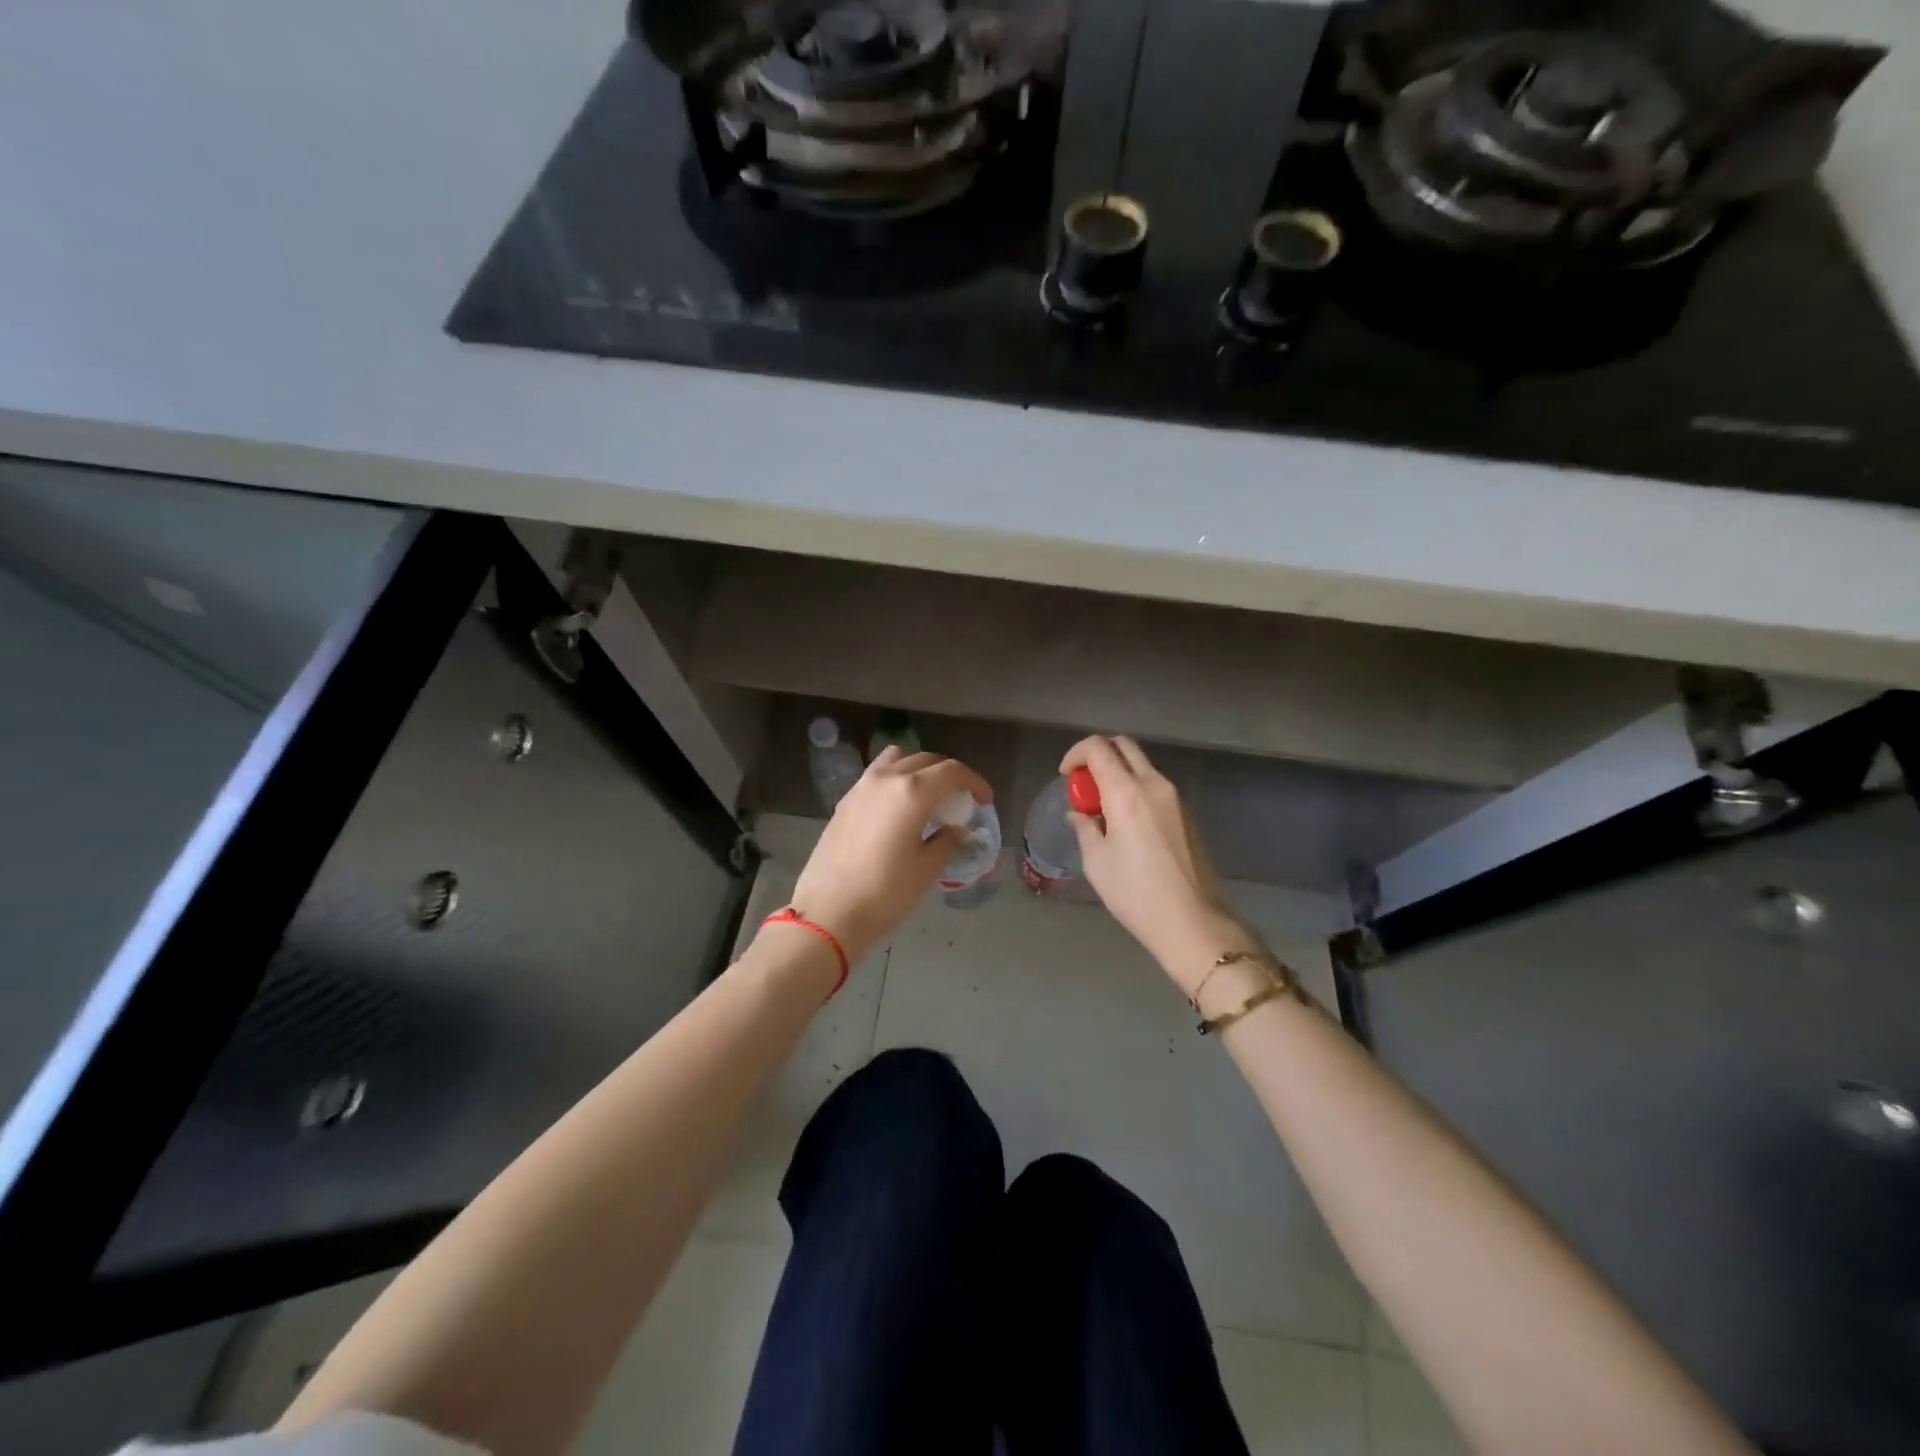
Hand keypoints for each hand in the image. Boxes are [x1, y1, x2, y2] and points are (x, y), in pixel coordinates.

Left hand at [785, 747, 993, 968]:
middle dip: (949, 774)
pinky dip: (896, 778)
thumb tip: (956, 829)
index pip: (952, 772)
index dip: (974, 782)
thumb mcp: (927, 869)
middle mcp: (886, 779)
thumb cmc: (885, 893)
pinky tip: (899, 807)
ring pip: (898, 759)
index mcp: (912, 792)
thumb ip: (947, 841)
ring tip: (929, 794)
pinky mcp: (845, 801)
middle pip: (926, 760)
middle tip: (961, 798)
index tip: (984, 800)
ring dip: (919, 768)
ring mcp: (861, 787)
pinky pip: (878, 775)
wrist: (828, 912)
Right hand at [1060, 735, 1252, 991]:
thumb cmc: (1135, 893)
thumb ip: (1085, 828)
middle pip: (1123, 746)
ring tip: (1102, 807)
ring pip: (1141, 764)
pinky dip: (1135, 787)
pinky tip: (1126, 821)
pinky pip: (1154, 784)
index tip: (1065, 776)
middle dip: (1098, 754)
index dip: (1075, 754)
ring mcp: (1175, 797)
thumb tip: (1078, 814)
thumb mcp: (1097, 862)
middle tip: (1083, 784)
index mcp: (1126, 792)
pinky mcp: (1186, 813)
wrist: (1192, 921)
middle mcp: (1153, 784)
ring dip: (1118, 772)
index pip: (1097, 748)